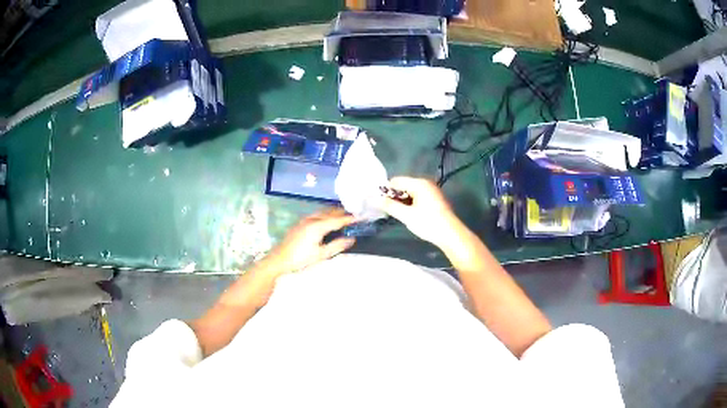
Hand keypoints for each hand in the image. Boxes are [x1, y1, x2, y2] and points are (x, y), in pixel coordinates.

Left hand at [261, 208, 356, 274]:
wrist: (279, 260)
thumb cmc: (300, 259)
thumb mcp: (321, 255)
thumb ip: (337, 246)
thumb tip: (352, 239)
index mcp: (317, 226)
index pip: (338, 220)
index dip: (351, 219)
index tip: (362, 217)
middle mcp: (312, 219)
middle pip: (331, 212)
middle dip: (344, 212)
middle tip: (356, 214)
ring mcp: (305, 220)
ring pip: (323, 211)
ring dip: (334, 211)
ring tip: (345, 214)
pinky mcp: (300, 223)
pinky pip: (317, 213)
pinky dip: (326, 213)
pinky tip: (328, 218)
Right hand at [382, 177, 463, 248]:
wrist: (451, 234)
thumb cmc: (428, 223)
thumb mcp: (406, 216)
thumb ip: (390, 206)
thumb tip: (374, 199)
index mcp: (419, 184)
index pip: (396, 181)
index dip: (386, 190)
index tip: (379, 202)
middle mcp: (426, 183)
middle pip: (404, 185)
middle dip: (395, 196)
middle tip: (387, 210)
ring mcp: (432, 191)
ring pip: (411, 192)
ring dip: (403, 201)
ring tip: (397, 213)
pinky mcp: (435, 199)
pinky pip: (418, 196)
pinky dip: (411, 203)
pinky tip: (409, 214)